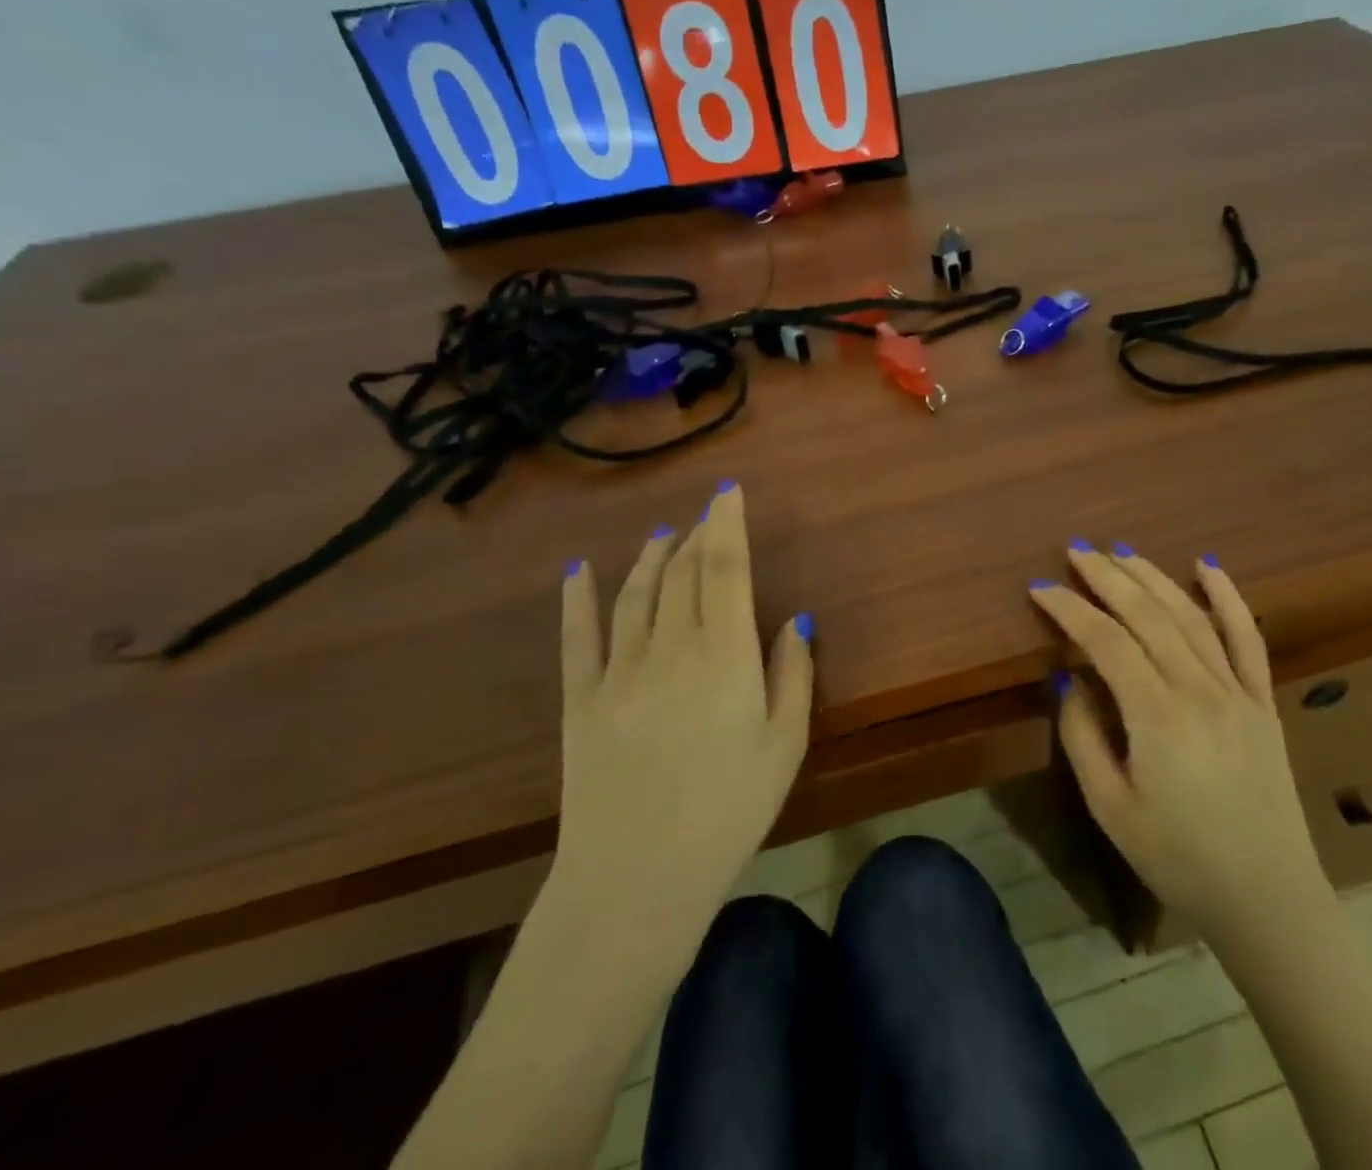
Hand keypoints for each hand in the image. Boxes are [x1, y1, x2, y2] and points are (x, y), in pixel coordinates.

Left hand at [547, 482, 813, 946]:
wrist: (637, 879)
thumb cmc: (729, 811)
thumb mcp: (785, 745)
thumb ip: (793, 674)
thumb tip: (794, 619)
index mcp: (725, 655)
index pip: (726, 568)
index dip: (727, 524)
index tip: (728, 492)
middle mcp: (671, 648)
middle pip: (682, 573)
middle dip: (695, 536)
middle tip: (705, 517)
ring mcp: (619, 671)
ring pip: (635, 594)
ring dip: (649, 557)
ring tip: (661, 534)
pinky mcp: (580, 700)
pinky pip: (578, 638)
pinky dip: (577, 599)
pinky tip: (577, 572)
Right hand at [1030, 544, 1326, 936]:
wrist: (1268, 897)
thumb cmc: (1178, 859)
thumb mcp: (1111, 808)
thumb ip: (1082, 736)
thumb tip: (1068, 678)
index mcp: (1157, 715)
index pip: (1105, 640)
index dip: (1069, 609)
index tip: (1040, 588)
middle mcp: (1198, 688)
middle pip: (1147, 614)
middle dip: (1107, 576)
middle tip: (1077, 551)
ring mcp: (1236, 690)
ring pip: (1190, 615)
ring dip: (1152, 577)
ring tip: (1121, 552)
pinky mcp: (1262, 701)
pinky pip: (1247, 637)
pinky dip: (1228, 596)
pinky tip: (1208, 566)